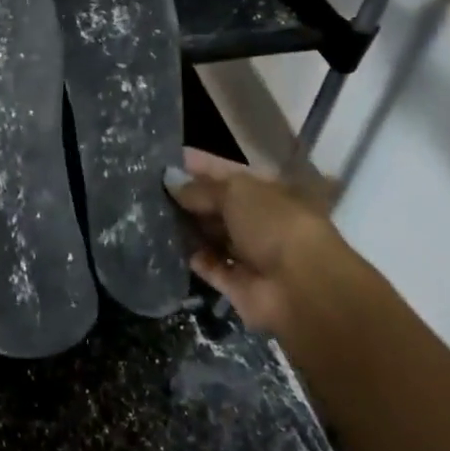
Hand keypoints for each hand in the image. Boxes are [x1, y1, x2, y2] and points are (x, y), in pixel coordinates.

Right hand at [164, 147, 364, 339]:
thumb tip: (171, 182)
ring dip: (188, 228)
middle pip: (218, 206)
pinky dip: (193, 258)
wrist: (300, 287)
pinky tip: (166, 246)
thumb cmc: (273, 224)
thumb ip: (201, 188)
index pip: (227, 174)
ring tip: (151, 216)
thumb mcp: (235, 192)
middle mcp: (259, 221)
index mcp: (266, 192)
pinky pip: (210, 267)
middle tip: (149, 191)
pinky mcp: (238, 284)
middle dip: (189, 199)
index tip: (165, 163)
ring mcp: (249, 254)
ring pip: (212, 236)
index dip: (199, 167)